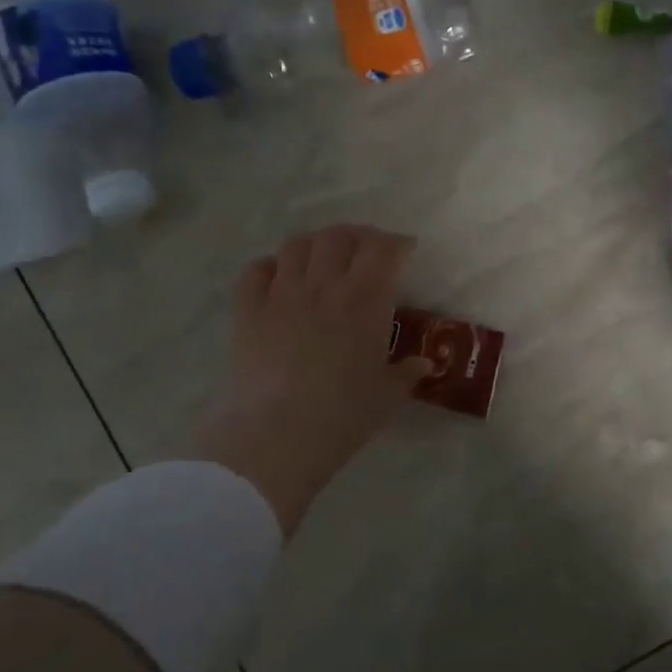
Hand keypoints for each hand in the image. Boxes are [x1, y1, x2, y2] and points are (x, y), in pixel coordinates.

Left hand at [192, 225, 433, 537]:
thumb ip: (407, 373)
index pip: (383, 250)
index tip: (406, 251)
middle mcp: (323, 285)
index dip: (396, 244)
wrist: (277, 435)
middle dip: (358, 236)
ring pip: (298, 245)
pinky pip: (256, 271)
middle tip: (367, 251)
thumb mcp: (387, 396)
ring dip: (316, 244)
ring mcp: (281, 294)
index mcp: (365, 300)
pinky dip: (271, 265)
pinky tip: (280, 277)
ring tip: (325, 259)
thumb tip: (424, 364)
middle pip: (340, 236)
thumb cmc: (343, 415)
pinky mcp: (248, 311)